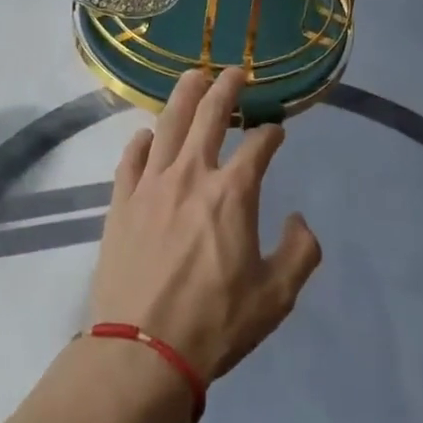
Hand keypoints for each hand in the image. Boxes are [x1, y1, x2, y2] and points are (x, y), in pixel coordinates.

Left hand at [90, 69, 321, 382]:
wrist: (142, 351)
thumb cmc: (215, 324)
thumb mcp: (277, 297)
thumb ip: (301, 252)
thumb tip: (299, 219)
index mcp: (232, 193)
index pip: (258, 146)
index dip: (272, 134)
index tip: (277, 131)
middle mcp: (191, 174)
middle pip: (209, 115)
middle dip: (226, 88)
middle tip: (235, 71)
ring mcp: (151, 184)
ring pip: (168, 124)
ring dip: (184, 95)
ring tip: (193, 76)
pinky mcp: (121, 201)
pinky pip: (132, 158)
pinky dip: (143, 141)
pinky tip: (149, 135)